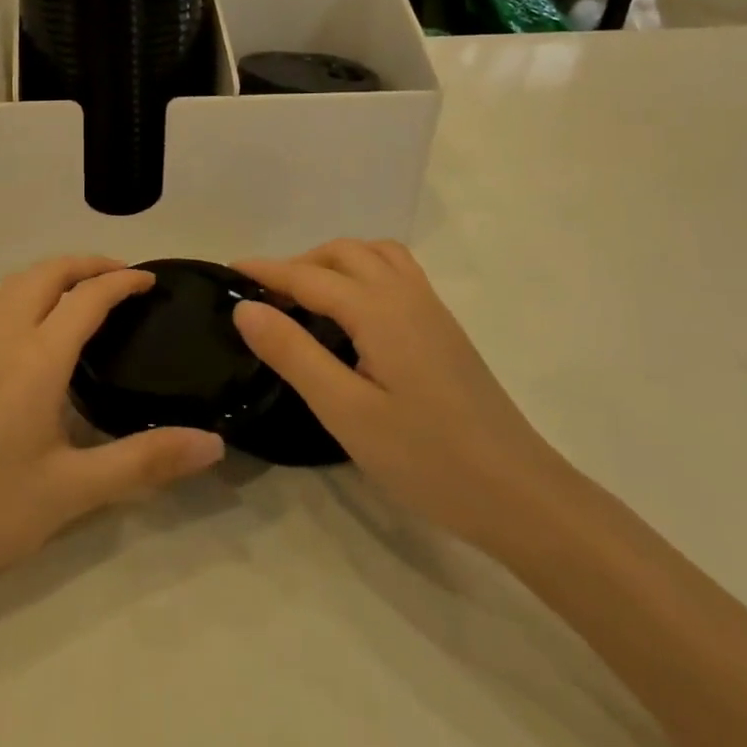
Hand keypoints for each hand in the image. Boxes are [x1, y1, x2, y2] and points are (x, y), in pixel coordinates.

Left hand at [0, 256, 224, 598]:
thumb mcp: (72, 491)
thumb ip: (144, 461)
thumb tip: (212, 444)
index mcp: (35, 358)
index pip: (87, 296)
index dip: (122, 280)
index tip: (152, 281)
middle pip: (45, 272)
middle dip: (87, 263)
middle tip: (123, 280)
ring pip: (15, 284)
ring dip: (54, 275)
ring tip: (86, 297)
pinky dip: (29, 295)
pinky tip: (40, 335)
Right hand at [233, 241, 564, 546]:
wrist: (519, 493)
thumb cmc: (426, 458)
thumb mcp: (345, 411)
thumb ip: (293, 353)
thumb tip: (246, 307)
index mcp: (379, 311)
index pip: (309, 277)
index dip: (266, 271)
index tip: (227, 270)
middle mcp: (407, 295)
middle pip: (344, 253)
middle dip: (300, 263)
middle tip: (266, 296)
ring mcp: (432, 310)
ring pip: (376, 256)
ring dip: (336, 261)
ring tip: (307, 296)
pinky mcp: (445, 329)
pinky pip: (397, 273)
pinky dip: (364, 271)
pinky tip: (354, 313)